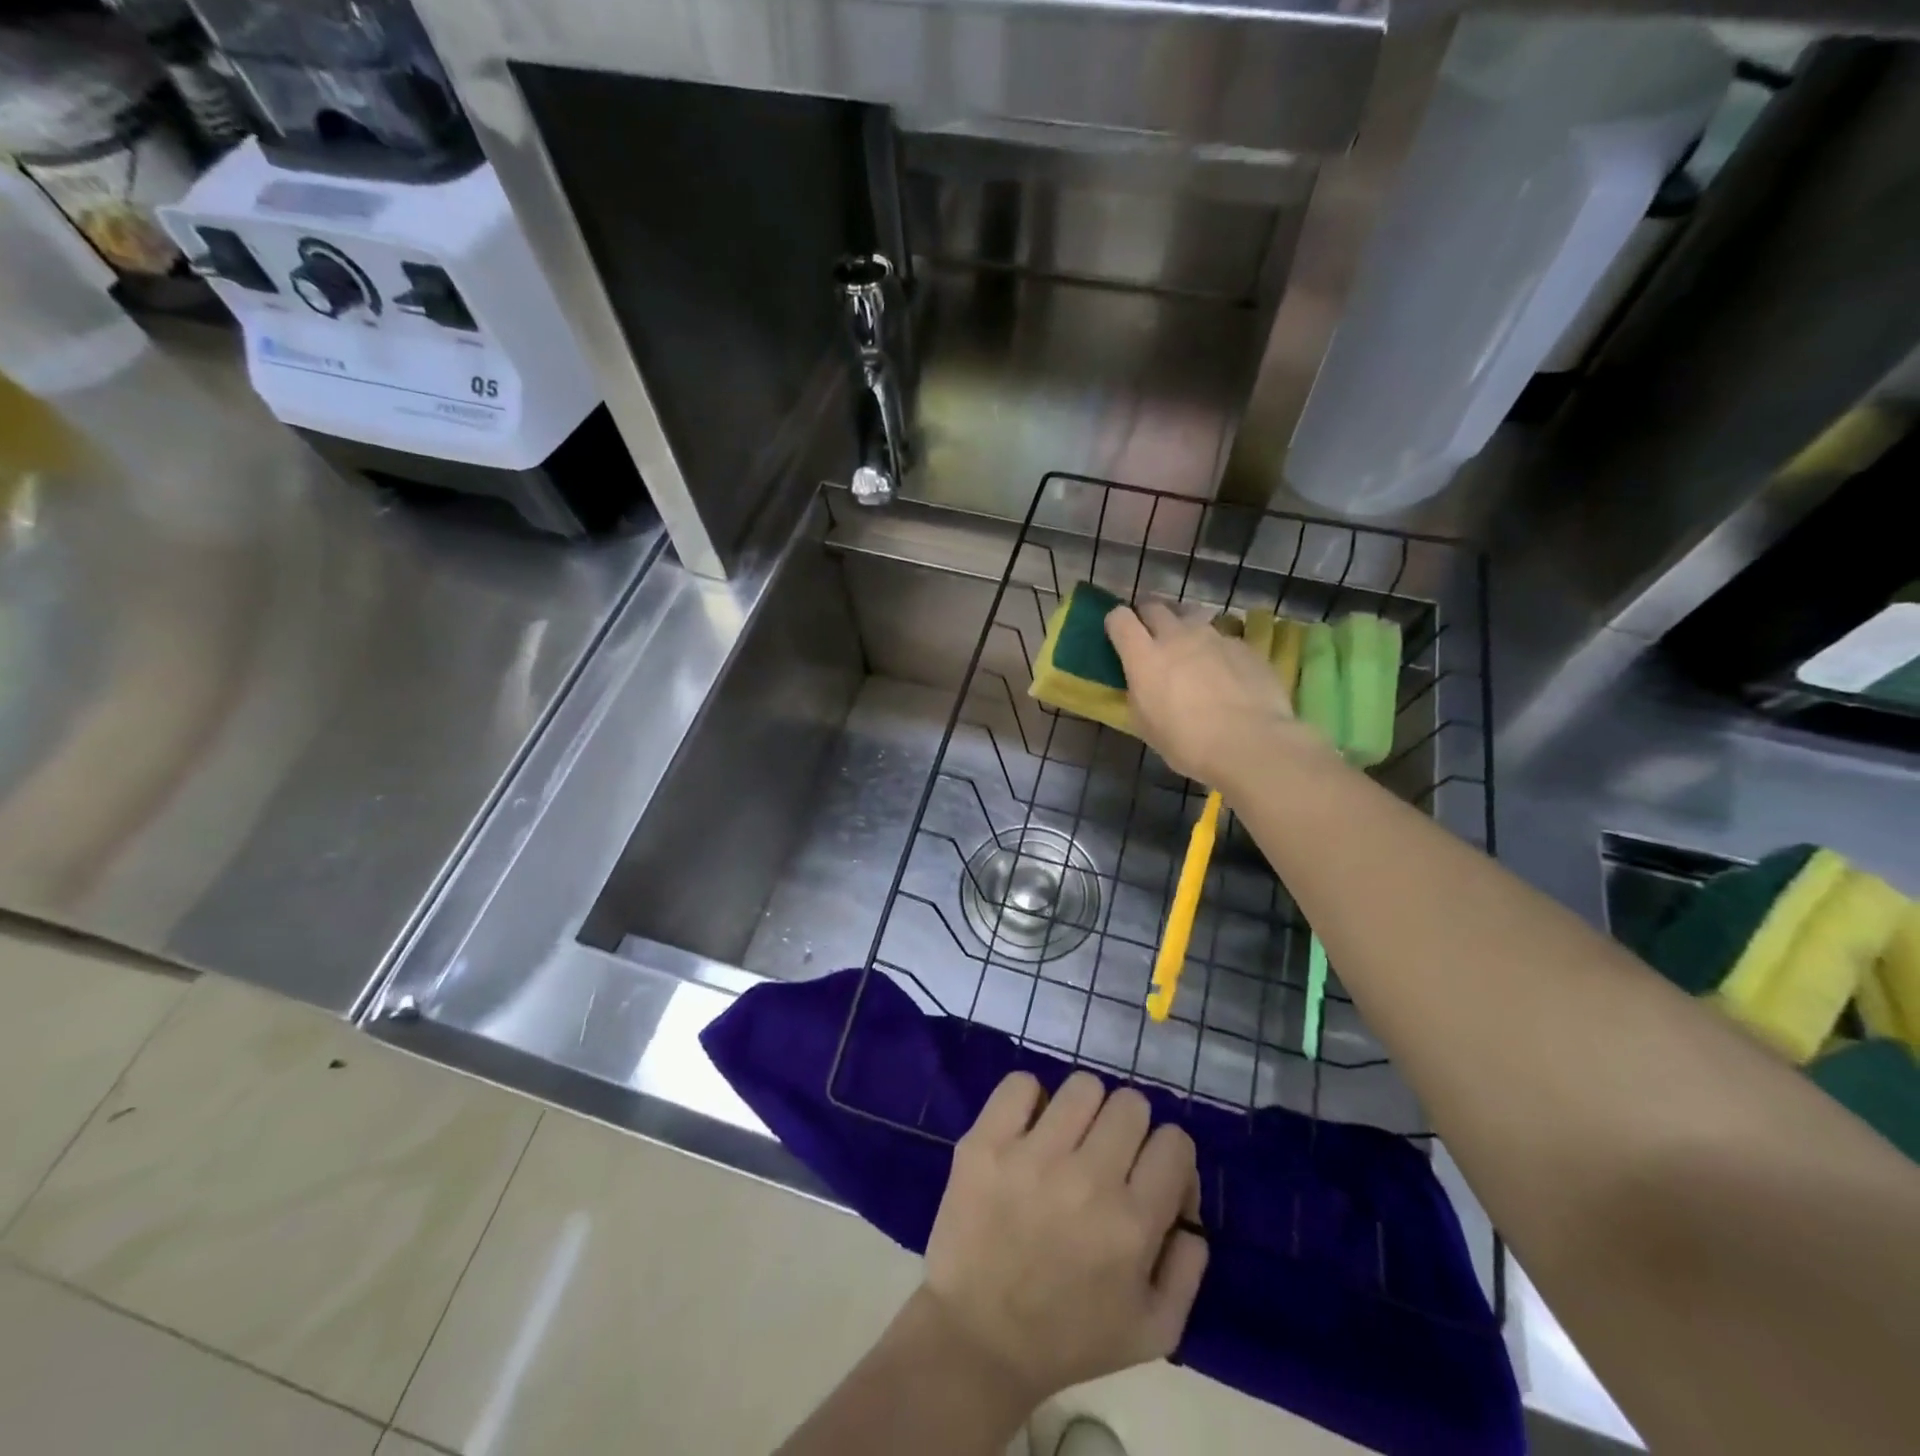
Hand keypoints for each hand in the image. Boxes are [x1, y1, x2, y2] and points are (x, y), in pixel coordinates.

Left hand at [920, 1071, 1208, 1403]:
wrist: (979, 1339)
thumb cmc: (1069, 1338)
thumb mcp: (1154, 1331)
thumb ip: (1188, 1267)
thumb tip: (1190, 1210)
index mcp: (1132, 1224)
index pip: (1175, 1143)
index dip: (1169, 1156)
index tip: (1149, 1176)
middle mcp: (1087, 1179)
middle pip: (1130, 1104)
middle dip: (1127, 1128)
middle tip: (1106, 1156)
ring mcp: (1032, 1155)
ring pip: (1082, 1086)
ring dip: (1083, 1110)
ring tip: (1067, 1139)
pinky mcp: (986, 1142)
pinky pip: (1021, 1084)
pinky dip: (1029, 1100)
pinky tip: (1028, 1130)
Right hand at [1105, 599, 1322, 788]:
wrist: (1250, 744)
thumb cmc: (1187, 743)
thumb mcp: (1145, 724)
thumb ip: (1139, 693)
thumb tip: (1142, 683)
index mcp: (1144, 657)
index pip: (1120, 619)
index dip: (1116, 623)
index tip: (1119, 636)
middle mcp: (1177, 636)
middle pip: (1155, 607)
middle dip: (1148, 617)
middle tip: (1151, 638)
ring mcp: (1214, 637)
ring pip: (1192, 617)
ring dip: (1185, 629)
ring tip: (1191, 652)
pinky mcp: (1244, 646)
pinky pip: (1223, 638)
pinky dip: (1217, 650)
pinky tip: (1225, 674)